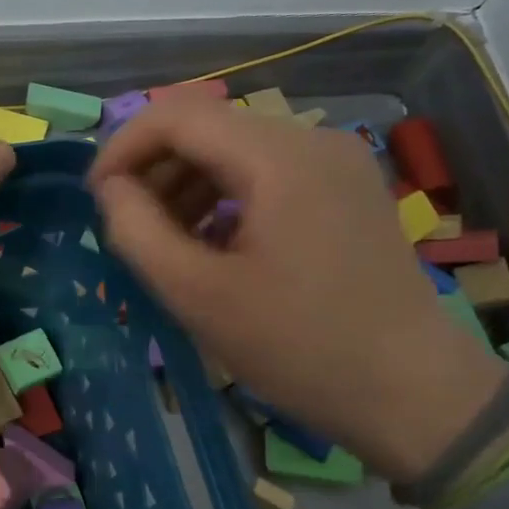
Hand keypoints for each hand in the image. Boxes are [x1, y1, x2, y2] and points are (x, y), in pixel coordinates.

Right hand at [88, 97, 507, 480]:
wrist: (413, 393)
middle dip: (153, 168)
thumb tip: (111, 188)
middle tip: (126, 225)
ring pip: (235, 148)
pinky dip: (223, 196)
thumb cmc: (298, 346)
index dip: (122, 148)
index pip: (176, 114)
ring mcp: (337, 162)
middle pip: (207, 126)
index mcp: (278, 157)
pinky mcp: (346, 189)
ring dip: (185, 183)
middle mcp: (312, 139)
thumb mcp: (196, 294)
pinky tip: (211, 243)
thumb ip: (136, 230)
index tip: (95, 198)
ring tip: (163, 240)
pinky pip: (266, 172)